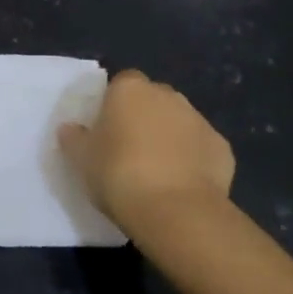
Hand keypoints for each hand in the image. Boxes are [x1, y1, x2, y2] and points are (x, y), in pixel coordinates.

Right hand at [58, 69, 234, 235]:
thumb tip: (70, 128)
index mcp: (130, 90)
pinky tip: (182, 185)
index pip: (122, 83)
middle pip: (153, 99)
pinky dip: (193, 160)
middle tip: (130, 149)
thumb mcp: (82, 159)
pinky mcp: (222, 147)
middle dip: (145, 117)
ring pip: (179, 122)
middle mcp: (167, 95)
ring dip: (170, 137)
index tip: (107, 129)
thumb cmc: (118, 174)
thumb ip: (74, 139)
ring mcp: (199, 119)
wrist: (175, 210)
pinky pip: (201, 148)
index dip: (114, 104)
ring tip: (157, 172)